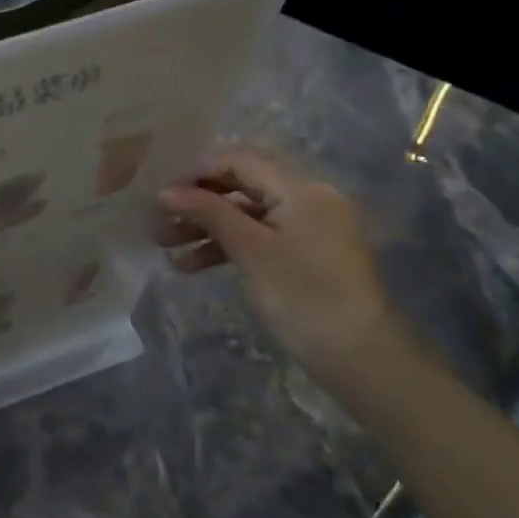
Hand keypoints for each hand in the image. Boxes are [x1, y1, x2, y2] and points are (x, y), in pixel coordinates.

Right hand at [156, 147, 418, 412]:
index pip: (241, 160)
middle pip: (241, 185)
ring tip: (165, 247)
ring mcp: (307, 228)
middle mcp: (308, 199)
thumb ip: (208, 212)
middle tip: (158, 220)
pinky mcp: (302, 254)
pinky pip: (257, 237)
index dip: (198, 172)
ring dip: (205, 226)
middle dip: (197, 201)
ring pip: (245, 213)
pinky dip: (225, 246)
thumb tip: (163, 191)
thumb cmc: (304, 295)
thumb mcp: (250, 250)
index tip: (161, 194)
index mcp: (302, 189)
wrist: (360, 357)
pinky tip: (191, 265)